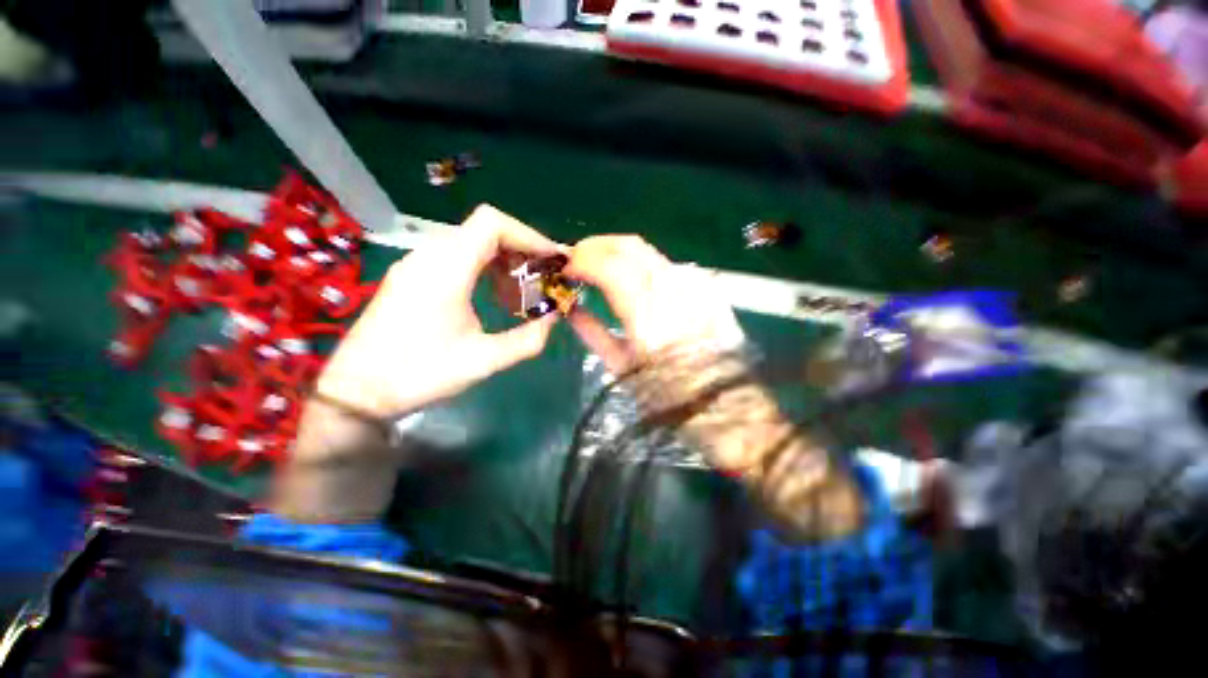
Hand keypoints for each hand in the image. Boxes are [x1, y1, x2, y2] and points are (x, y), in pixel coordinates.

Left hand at [316, 204, 565, 418]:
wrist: (356, 392)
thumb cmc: (419, 374)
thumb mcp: (483, 360)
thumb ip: (528, 339)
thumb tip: (554, 317)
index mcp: (445, 269)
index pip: (492, 224)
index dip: (529, 235)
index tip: (553, 260)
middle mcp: (429, 255)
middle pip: (485, 230)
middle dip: (521, 252)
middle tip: (543, 281)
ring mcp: (417, 264)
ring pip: (471, 243)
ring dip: (504, 262)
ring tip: (520, 296)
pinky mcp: (412, 276)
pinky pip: (457, 257)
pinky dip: (485, 269)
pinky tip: (493, 298)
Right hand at [564, 237, 863, 538]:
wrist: (731, 412)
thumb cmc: (671, 402)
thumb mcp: (623, 371)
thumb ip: (593, 333)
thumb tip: (569, 307)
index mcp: (648, 315)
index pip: (608, 265)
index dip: (580, 259)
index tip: (563, 268)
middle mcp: (674, 290)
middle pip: (629, 245)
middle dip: (596, 246)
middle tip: (576, 261)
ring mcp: (696, 285)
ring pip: (649, 251)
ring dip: (617, 253)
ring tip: (598, 268)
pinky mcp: (709, 289)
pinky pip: (668, 265)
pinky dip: (641, 264)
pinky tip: (632, 280)